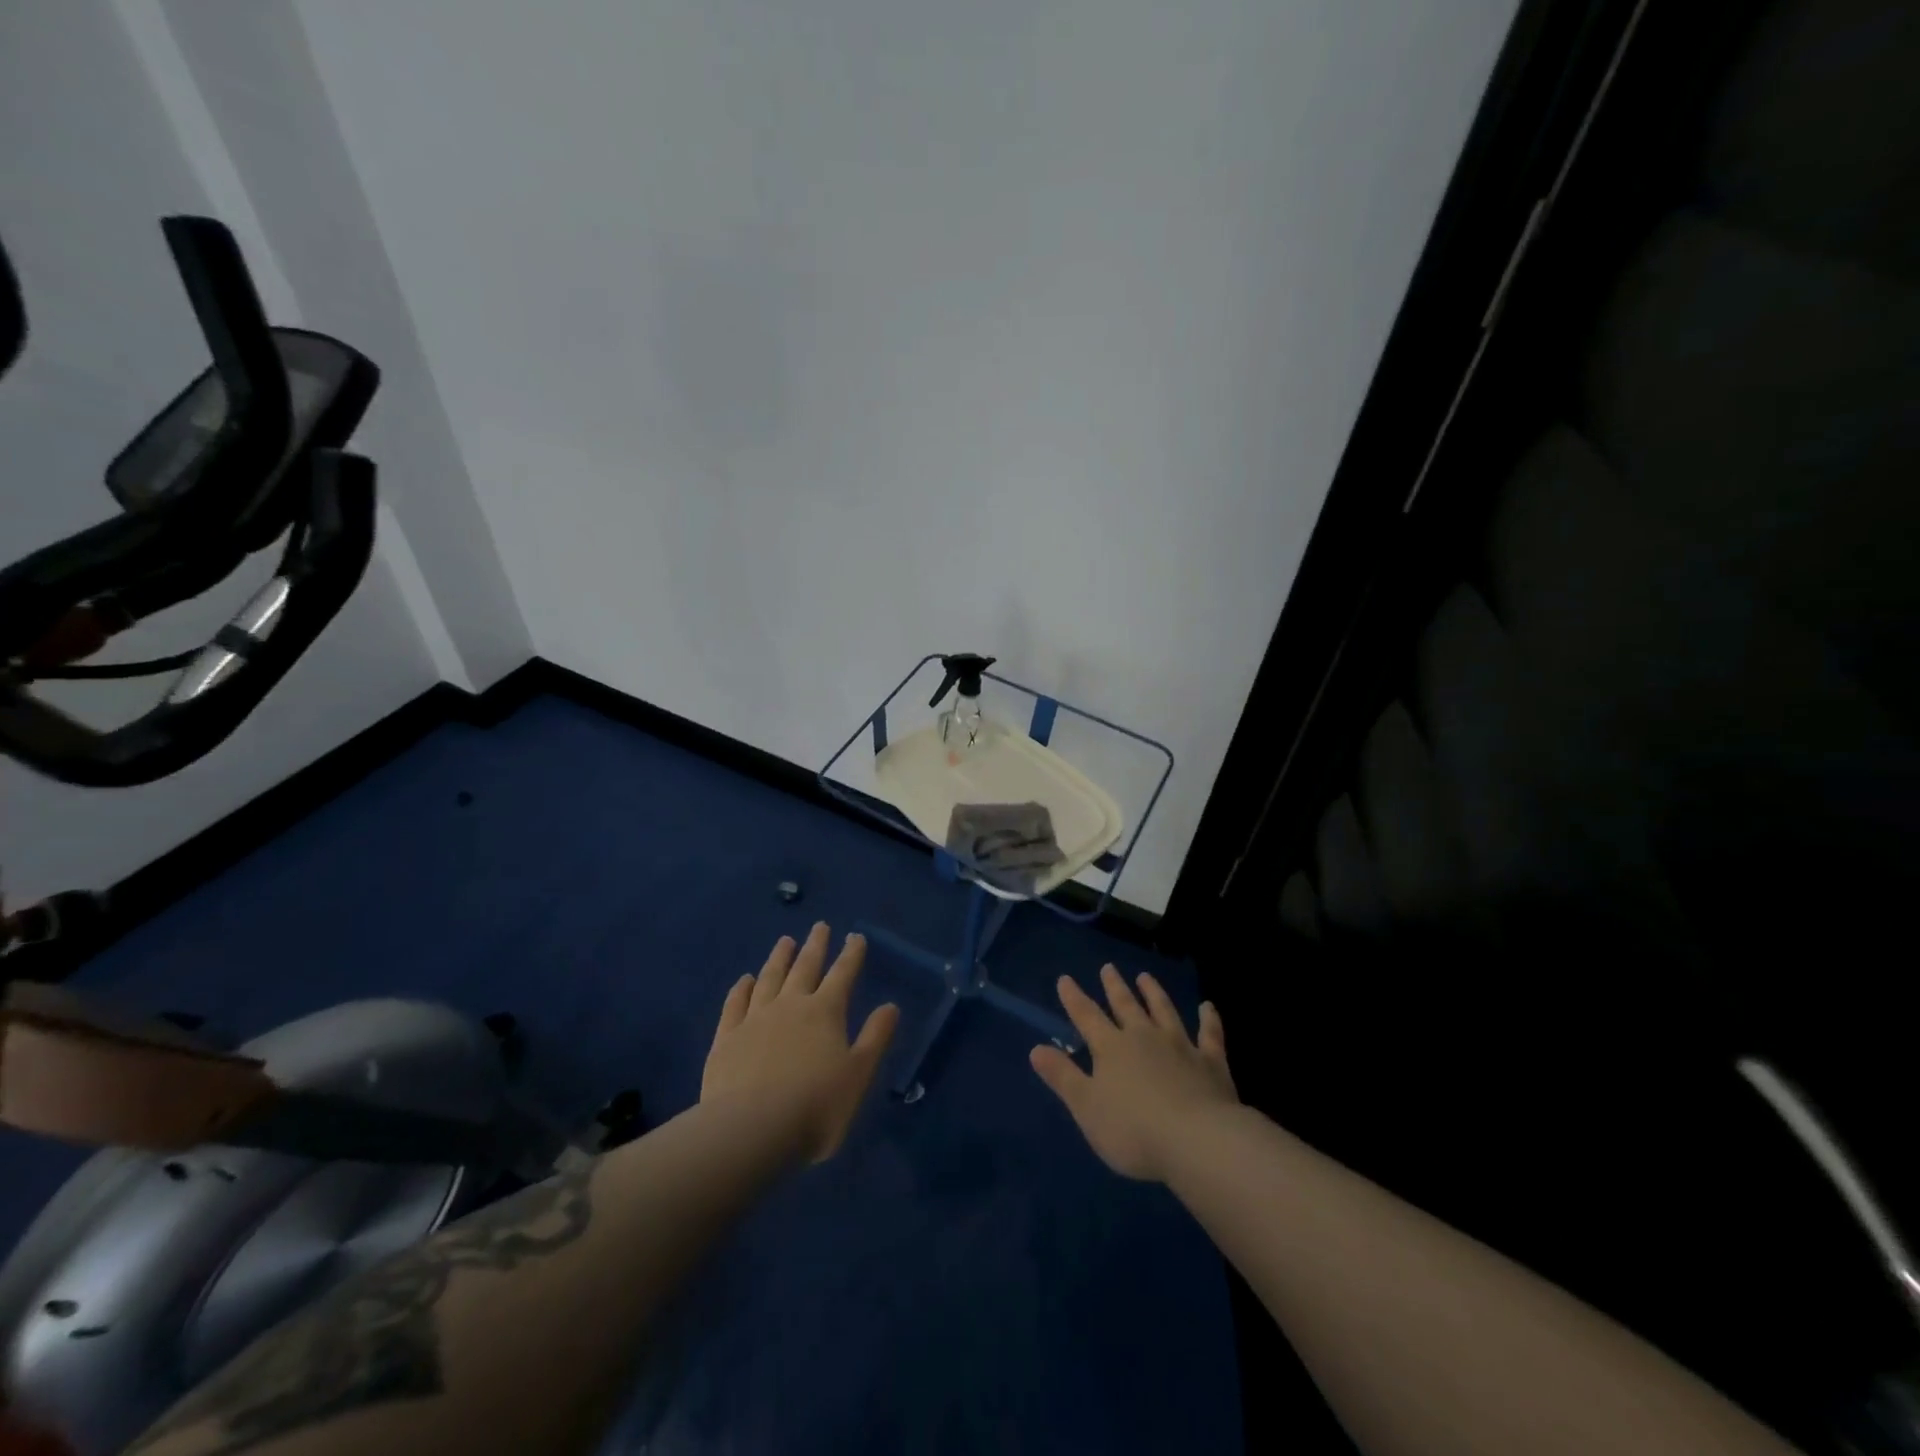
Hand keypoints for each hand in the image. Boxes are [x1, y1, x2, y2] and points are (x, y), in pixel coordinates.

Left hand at [701, 923, 899, 1163]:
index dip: (851, 955)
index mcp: (825, 1012)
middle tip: (820, 926)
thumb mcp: (858, 1075)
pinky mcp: (726, 1039)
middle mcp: (790, 1005)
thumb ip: (875, 1038)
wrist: (750, 1130)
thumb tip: (891, 1005)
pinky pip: (735, 1004)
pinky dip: (741, 988)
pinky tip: (744, 980)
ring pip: (769, 978)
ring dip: (779, 958)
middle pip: (804, 968)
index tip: (856, 936)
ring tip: (785, 941)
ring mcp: (754, 1019)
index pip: (842, 974)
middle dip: (816, 946)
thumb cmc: (815, 1106)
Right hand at [1029, 965, 1236, 1182]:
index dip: (1074, 998)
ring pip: (1164, 1011)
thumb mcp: (1086, 1107)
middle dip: (1115, 987)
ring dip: (1154, 993)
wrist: (1197, 1140)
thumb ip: (1062, 1076)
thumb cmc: (1133, 1129)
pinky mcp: (1211, 1062)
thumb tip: (1036, 1049)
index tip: (1065, 979)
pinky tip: (1208, 1007)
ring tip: (1145, 976)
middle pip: (1126, 1006)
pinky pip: (1210, 1034)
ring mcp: (1180, 1046)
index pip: (1086, 1016)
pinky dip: (1208, 1019)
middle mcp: (1144, 1037)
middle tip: (1108, 967)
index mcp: (1111, 1048)